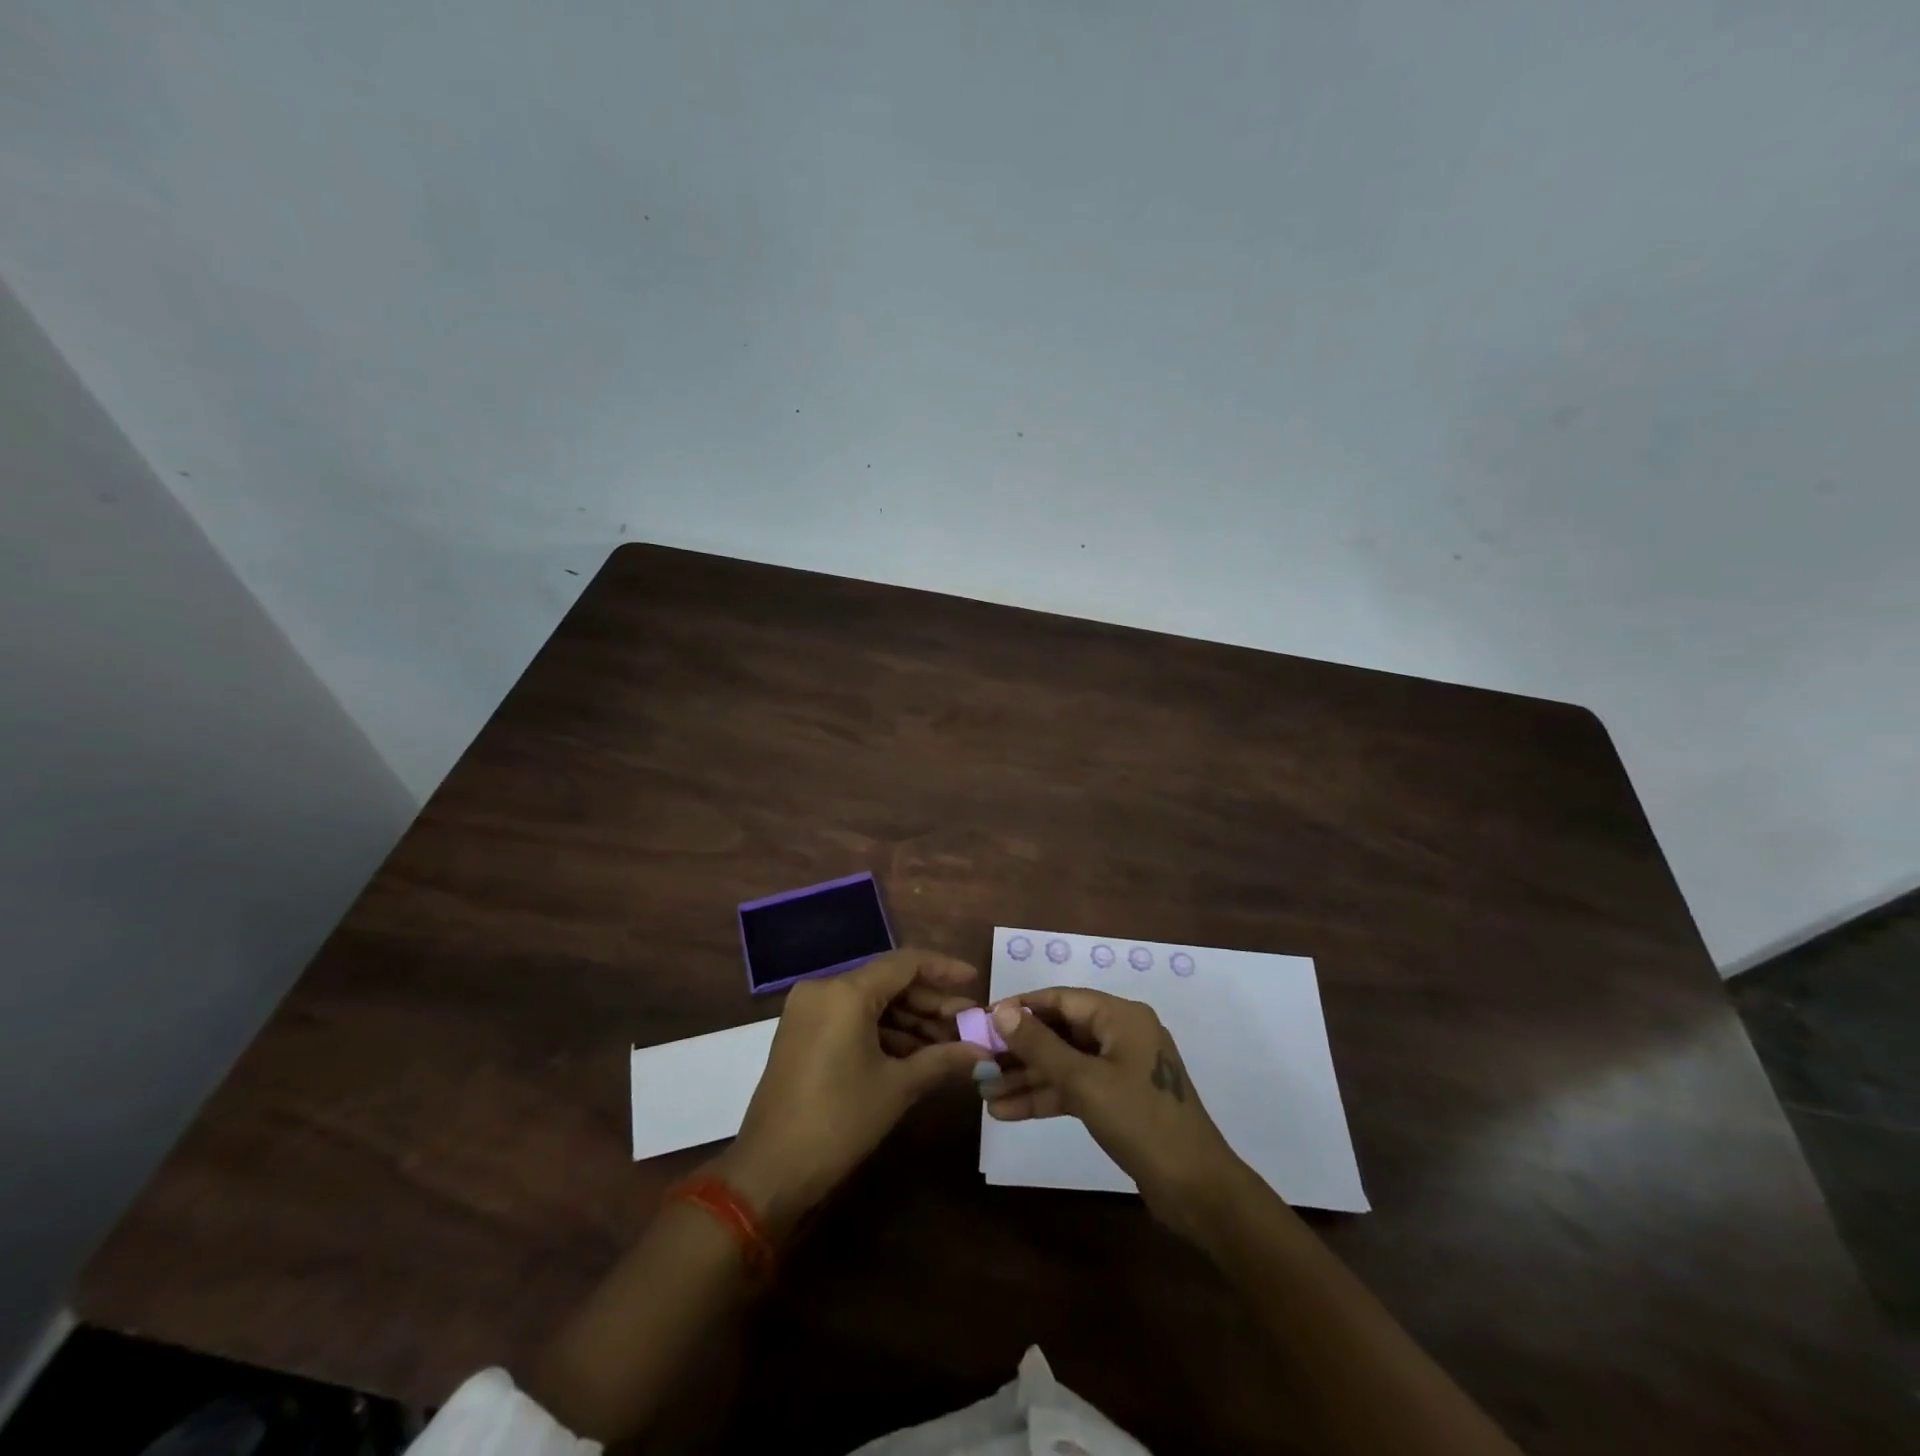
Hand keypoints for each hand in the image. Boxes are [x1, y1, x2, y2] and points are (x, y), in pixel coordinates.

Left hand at [713, 950, 990, 1236]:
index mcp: (845, 992)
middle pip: (889, 982)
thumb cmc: (838, 1121)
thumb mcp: (897, 1087)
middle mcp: (824, 989)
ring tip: (949, 1043)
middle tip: (968, 1024)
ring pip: (871, 1002)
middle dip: (930, 1003)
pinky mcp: (803, 1033)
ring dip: (910, 1021)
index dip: (944, 969)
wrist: (769, 1172)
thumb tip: (983, 1052)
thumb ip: (943, 1059)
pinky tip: (916, 1054)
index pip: (905, 963)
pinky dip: (884, 1032)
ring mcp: (809, 1011)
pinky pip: (852, 1019)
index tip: (975, 981)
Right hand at [981, 988, 1244, 1232]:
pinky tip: (1008, 1111)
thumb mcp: (1084, 1081)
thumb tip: (1001, 1010)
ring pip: (1064, 1064)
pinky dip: (1045, 1098)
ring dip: (1027, 1078)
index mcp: (1121, 1017)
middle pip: (1060, 1032)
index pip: (1061, 1000)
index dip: (1021, 1008)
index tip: (983, 1020)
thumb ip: (1040, 1045)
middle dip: (1019, 1050)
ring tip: (984, 1093)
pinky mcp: (1118, 1101)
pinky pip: (1075, 1089)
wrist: (1197, 1190)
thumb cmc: (1141, 1122)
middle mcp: (1121, 1035)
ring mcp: (1121, 1069)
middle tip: (978, 1063)